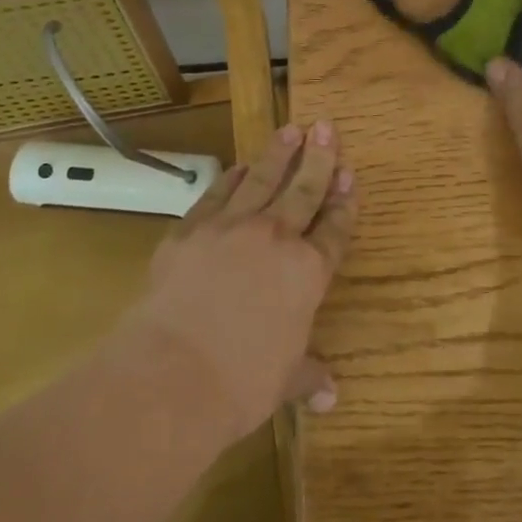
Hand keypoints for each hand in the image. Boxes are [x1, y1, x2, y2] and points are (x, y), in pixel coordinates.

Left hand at [124, 122, 355, 438]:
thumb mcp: (283, 381)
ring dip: (278, 153)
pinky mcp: (191, 230)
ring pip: (262, 179)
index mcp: (307, 272)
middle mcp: (275, 238)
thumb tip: (330, 396)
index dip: (344, 202)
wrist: (171, 375)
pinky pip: (217, 194)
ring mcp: (231, 228)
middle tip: (325, 125)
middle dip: (319, 157)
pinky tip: (239, 166)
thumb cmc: (240, 384)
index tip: (349, 174)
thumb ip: (307, 375)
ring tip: (290, 129)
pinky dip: (231, 178)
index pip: (334, 229)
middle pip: (304, 190)